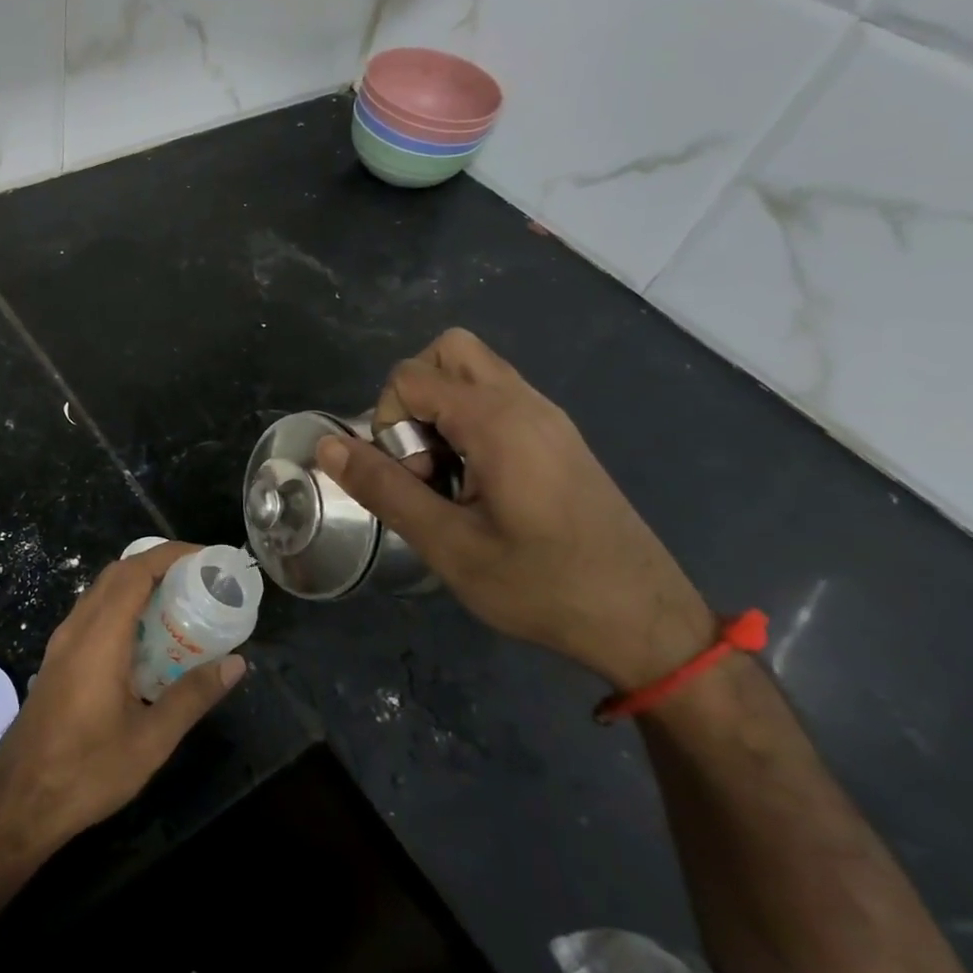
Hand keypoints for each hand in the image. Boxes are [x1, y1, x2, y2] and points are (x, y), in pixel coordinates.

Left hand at [0, 542, 246, 847]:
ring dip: (138, 584)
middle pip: (117, 574)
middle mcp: (77, 628)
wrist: (19, 802)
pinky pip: (92, 613)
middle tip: (199, 579)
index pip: (134, 572)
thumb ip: (193, 696)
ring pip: (101, 592)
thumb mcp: (151, 740)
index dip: (170, 555)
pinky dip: (122, 606)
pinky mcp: (57, 659)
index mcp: (100, 637)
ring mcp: (62, 643)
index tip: (206, 557)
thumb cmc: (87, 771)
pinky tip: (146, 637)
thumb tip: (236, 663)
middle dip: (158, 565)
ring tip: (179, 601)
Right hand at [315, 329, 714, 688]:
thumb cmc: (543, 586)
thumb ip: (384, 488)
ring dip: (442, 410)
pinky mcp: (559, 438)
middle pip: (448, 351)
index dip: (389, 422)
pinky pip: (498, 399)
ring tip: (448, 476)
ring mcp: (548, 417)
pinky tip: (478, 484)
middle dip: (414, 396)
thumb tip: (326, 446)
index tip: (414, 479)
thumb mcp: (449, 546)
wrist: (646, 621)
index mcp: (497, 420)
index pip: (409, 376)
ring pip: (474, 372)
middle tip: (423, 458)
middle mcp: (524, 402)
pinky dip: (469, 423)